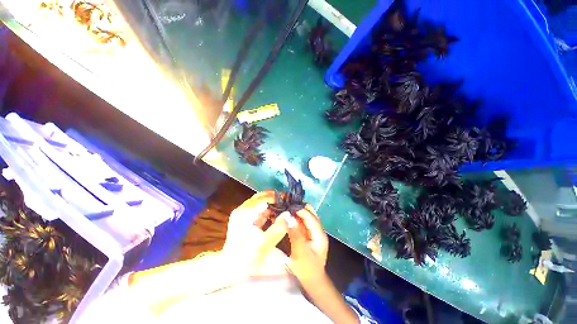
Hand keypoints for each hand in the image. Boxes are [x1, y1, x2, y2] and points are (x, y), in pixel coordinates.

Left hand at [223, 191, 287, 275]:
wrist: (230, 269)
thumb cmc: (245, 258)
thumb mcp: (263, 245)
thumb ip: (277, 229)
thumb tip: (289, 215)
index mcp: (245, 213)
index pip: (264, 197)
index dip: (277, 198)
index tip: (289, 201)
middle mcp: (243, 209)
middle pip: (262, 197)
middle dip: (276, 199)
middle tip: (288, 203)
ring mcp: (243, 214)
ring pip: (261, 202)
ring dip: (273, 204)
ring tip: (286, 208)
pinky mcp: (246, 219)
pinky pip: (260, 210)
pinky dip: (269, 211)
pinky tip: (278, 216)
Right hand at [285, 205, 328, 283]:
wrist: (312, 284)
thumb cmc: (307, 271)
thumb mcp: (300, 253)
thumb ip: (295, 234)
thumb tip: (288, 217)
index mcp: (319, 234)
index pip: (310, 216)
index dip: (299, 209)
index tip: (287, 205)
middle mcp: (318, 230)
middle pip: (310, 213)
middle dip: (299, 208)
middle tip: (285, 206)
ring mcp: (314, 233)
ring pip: (306, 217)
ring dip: (296, 213)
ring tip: (285, 210)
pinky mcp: (309, 236)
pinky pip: (303, 223)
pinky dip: (296, 220)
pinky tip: (288, 219)